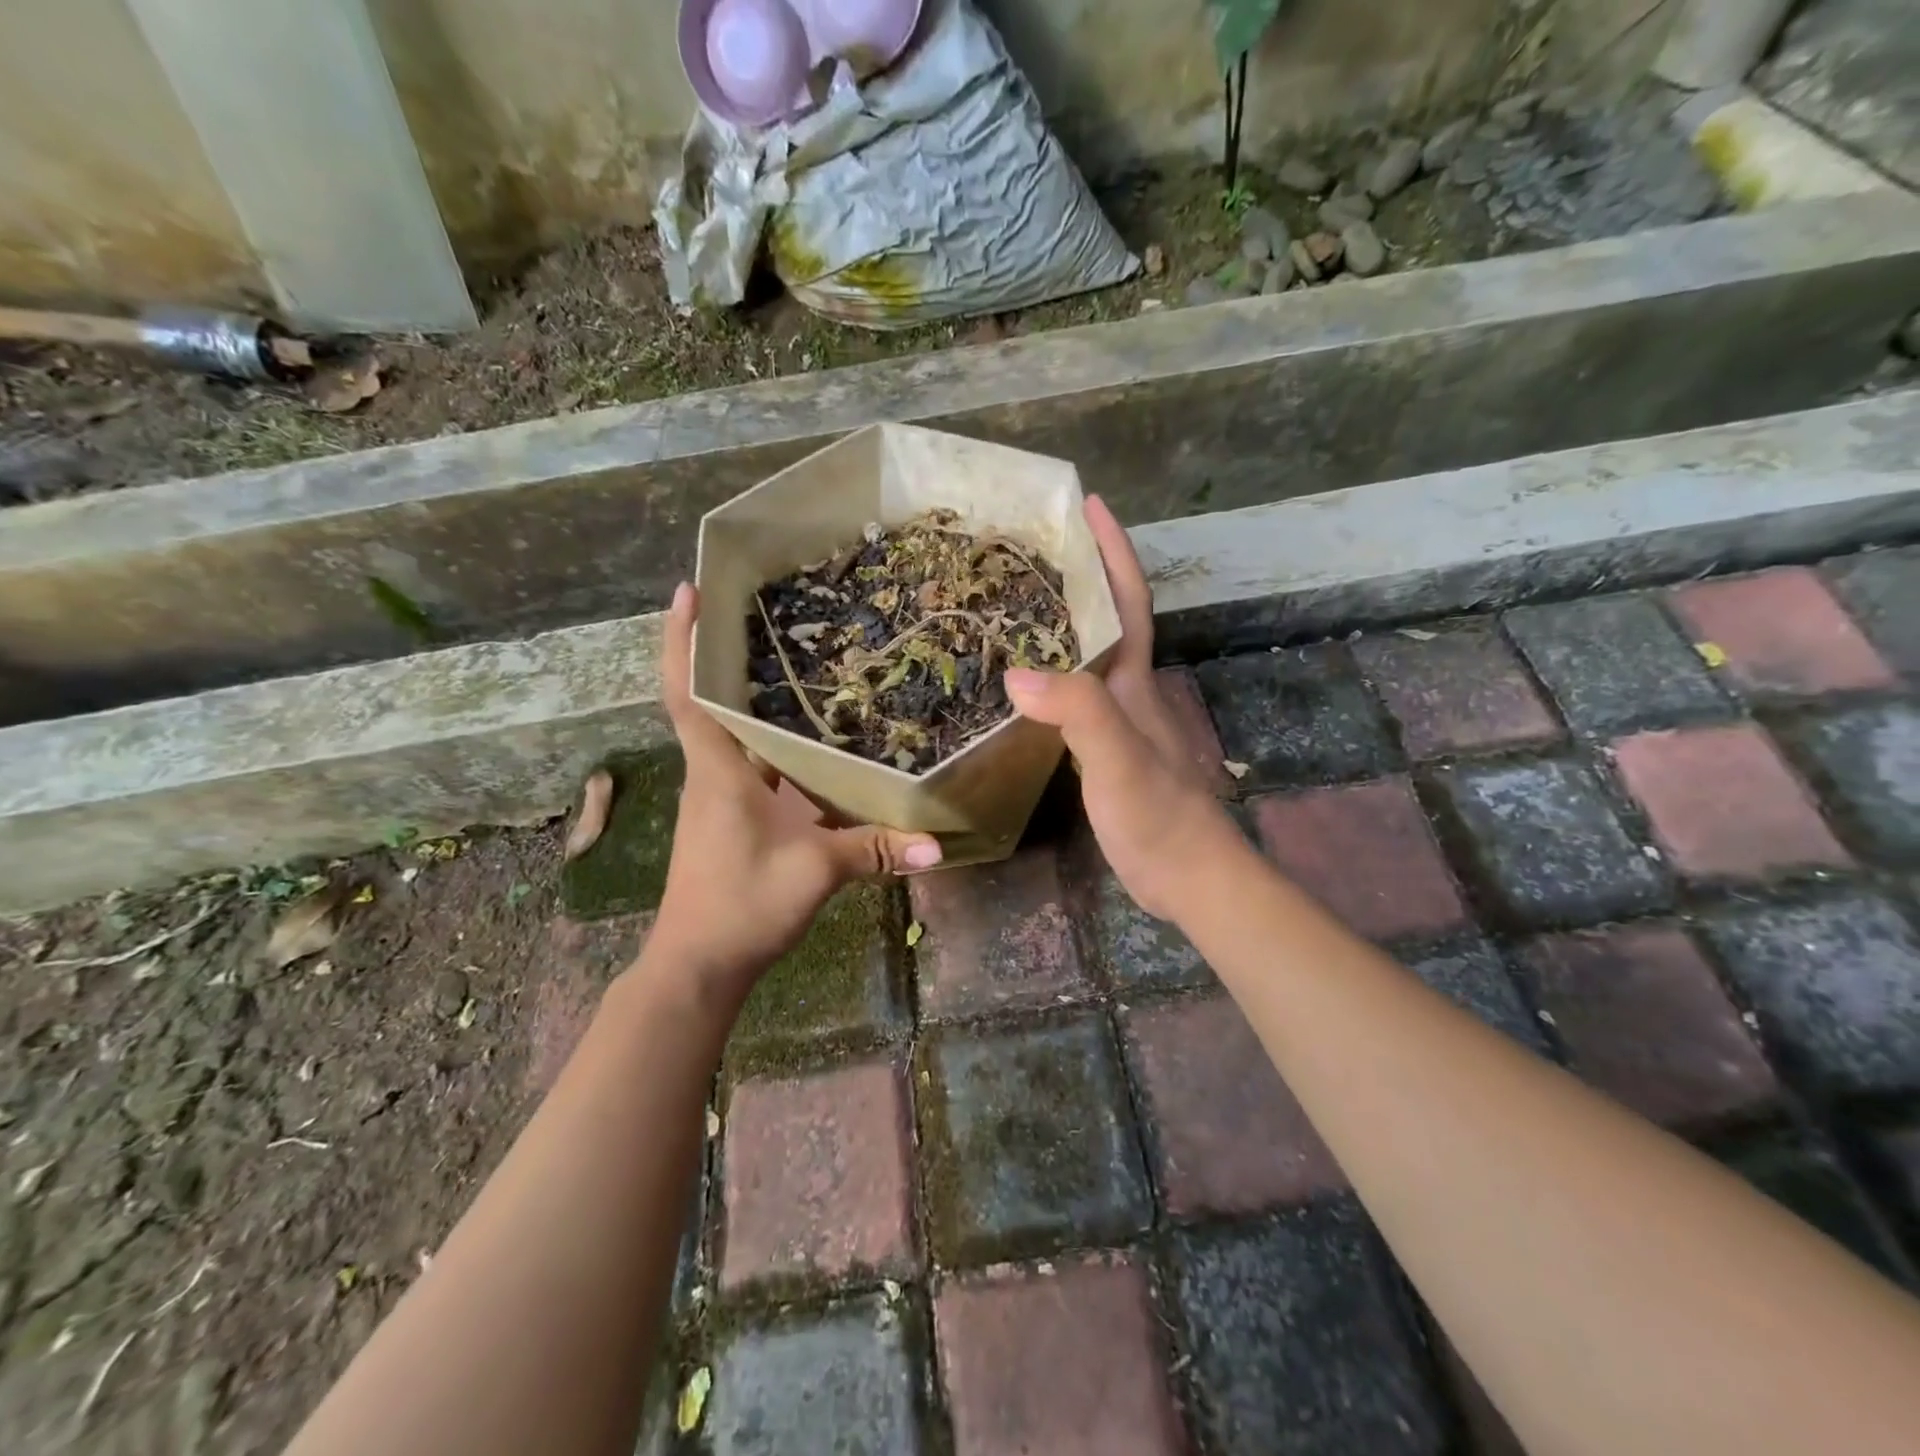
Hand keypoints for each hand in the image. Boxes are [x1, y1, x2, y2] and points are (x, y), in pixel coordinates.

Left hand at [647, 584, 941, 997]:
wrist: (699, 965)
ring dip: (758, 703)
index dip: (681, 641)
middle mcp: (714, 775)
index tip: (687, 591)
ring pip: (738, 737)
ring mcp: (721, 800)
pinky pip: (757, 769)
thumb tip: (935, 842)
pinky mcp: (734, 821)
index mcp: (719, 772)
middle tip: (768, 613)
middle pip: (715, 702)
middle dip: (729, 656)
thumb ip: (874, 850)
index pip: (688, 694)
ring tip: (802, 665)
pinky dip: (778, 749)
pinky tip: (815, 743)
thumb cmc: (740, 903)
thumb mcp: (814, 870)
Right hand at [1005, 496, 1234, 919]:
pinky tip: (1025, 682)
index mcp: (1134, 680)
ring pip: (1090, 656)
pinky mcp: (1107, 750)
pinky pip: (1075, 694)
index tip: (1089, 503)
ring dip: (1064, 622)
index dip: (1112, 550)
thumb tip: (1015, 673)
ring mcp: (1119, 721)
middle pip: (1106, 619)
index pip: (1127, 600)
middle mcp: (1129, 690)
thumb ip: (1076, 713)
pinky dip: (1052, 674)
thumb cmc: (1158, 815)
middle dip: (1081, 575)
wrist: (1188, 875)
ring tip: (1017, 601)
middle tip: (1032, 548)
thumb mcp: (1117, 759)